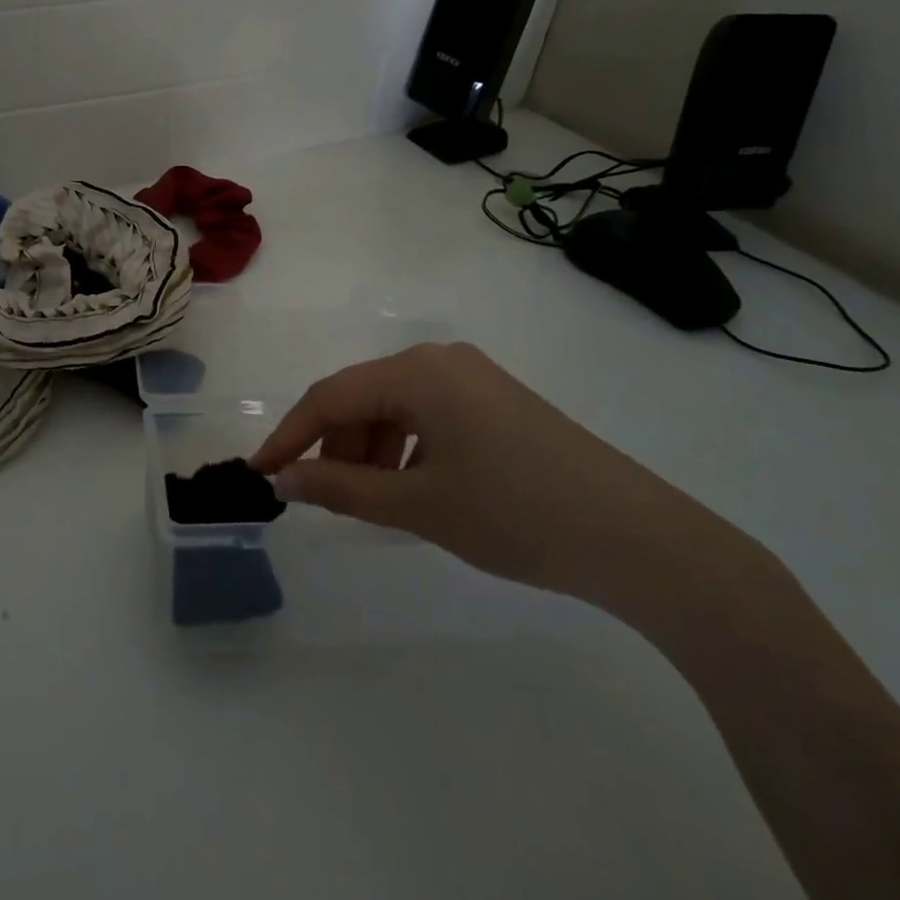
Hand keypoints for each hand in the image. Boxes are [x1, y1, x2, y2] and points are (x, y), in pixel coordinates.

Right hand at [248, 342, 722, 605]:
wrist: (639, 540)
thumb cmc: (515, 515)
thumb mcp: (419, 505)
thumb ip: (341, 488)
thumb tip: (284, 480)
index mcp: (418, 371)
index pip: (330, 396)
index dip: (289, 435)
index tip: (260, 473)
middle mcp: (441, 359)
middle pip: (363, 397)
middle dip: (334, 445)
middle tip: (321, 498)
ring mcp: (472, 377)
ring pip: (395, 407)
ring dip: (370, 449)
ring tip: (372, 501)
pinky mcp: (496, 401)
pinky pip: (429, 415)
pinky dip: (406, 448)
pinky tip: (413, 488)